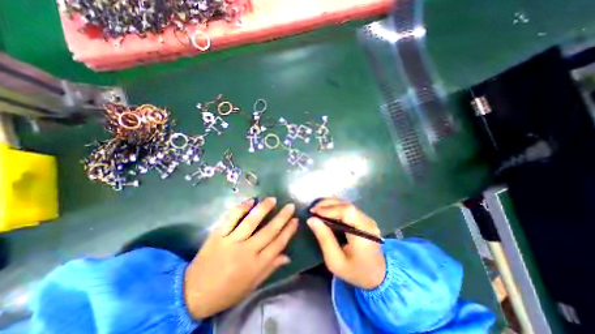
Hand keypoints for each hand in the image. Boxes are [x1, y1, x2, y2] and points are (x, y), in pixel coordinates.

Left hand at [184, 198, 296, 317]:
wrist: (193, 294)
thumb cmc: (227, 291)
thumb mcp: (252, 284)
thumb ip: (270, 268)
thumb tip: (287, 255)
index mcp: (257, 265)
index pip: (278, 244)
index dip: (289, 230)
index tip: (295, 220)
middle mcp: (247, 251)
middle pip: (269, 230)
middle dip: (282, 217)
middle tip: (290, 205)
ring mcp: (231, 242)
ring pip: (251, 222)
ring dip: (264, 208)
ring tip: (272, 199)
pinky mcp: (217, 235)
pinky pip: (231, 219)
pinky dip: (241, 208)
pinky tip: (250, 201)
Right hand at [307, 199, 385, 289]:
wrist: (377, 276)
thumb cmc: (355, 272)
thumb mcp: (335, 261)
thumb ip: (324, 239)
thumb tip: (311, 219)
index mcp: (364, 234)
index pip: (347, 212)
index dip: (329, 209)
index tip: (314, 212)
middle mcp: (368, 223)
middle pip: (346, 205)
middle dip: (327, 204)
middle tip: (313, 210)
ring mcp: (368, 219)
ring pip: (347, 204)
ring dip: (330, 205)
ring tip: (317, 210)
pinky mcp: (365, 219)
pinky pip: (348, 209)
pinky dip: (336, 208)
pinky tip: (327, 213)